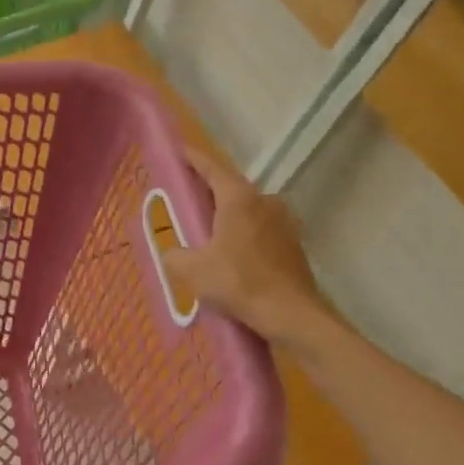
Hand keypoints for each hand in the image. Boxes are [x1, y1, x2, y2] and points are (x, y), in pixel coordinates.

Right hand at [162, 148, 336, 346]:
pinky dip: (243, 233)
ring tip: (206, 228)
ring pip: (247, 209)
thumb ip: (174, 255)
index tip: (179, 150)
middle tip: (186, 196)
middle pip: (230, 188)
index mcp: (238, 198)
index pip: (212, 168)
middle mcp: (264, 201)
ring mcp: (283, 222)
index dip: (193, 159)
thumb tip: (171, 252)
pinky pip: (260, 229)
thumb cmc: (239, 283)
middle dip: (208, 190)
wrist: (291, 313)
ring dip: (227, 214)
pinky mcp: (292, 243)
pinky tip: (231, 252)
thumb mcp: (192, 270)